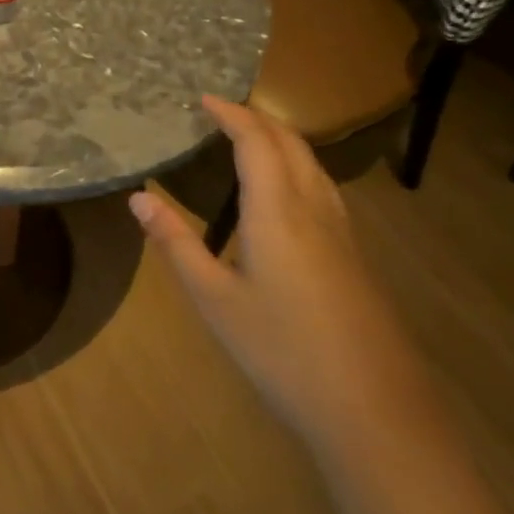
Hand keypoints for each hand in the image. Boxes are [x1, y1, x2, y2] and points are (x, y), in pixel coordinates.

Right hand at [129, 97, 438, 459]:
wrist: (375, 414)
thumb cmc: (282, 351)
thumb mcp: (214, 299)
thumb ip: (176, 243)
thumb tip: (138, 198)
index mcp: (278, 212)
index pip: (257, 143)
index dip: (231, 115)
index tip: (203, 99)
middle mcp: (314, 210)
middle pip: (292, 145)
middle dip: (258, 119)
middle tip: (222, 112)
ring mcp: (342, 235)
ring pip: (314, 165)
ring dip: (282, 140)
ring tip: (249, 140)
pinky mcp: (354, 258)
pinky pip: (323, 189)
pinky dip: (297, 168)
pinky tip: (285, 194)